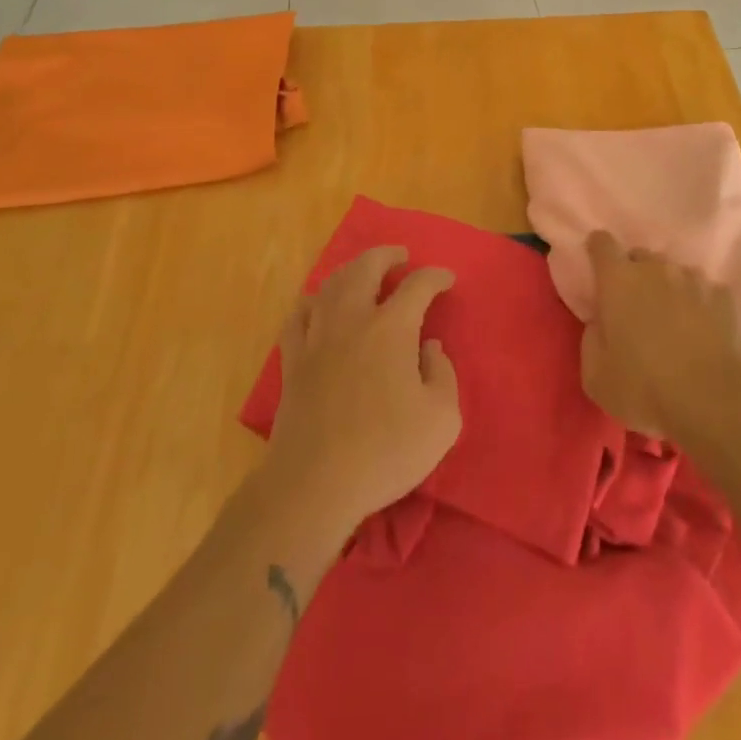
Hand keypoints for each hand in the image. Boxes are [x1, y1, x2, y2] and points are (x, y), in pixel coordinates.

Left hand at [265, 247, 460, 530]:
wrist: (314, 484)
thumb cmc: (385, 452)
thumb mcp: (441, 420)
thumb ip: (443, 375)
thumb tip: (429, 348)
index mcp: (392, 328)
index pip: (418, 285)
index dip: (435, 277)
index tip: (447, 280)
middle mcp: (353, 320)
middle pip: (366, 267)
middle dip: (387, 255)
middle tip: (400, 256)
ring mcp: (318, 337)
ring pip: (331, 284)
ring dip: (351, 270)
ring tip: (363, 272)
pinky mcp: (293, 361)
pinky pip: (298, 316)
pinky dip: (311, 302)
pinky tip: (317, 304)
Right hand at [580, 230, 740, 440]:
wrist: (712, 401)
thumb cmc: (644, 388)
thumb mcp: (596, 377)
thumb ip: (591, 340)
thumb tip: (600, 324)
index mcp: (618, 280)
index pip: (602, 243)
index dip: (597, 251)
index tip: (598, 270)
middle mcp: (655, 268)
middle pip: (640, 256)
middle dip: (634, 274)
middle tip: (635, 308)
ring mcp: (692, 279)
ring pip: (673, 272)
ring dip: (668, 288)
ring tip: (672, 320)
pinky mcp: (723, 296)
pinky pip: (704, 291)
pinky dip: (699, 304)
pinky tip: (702, 330)